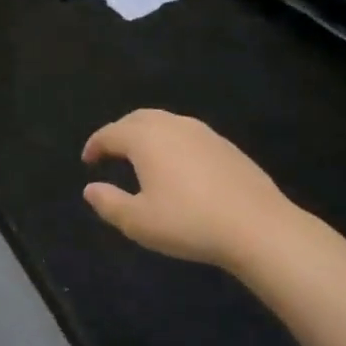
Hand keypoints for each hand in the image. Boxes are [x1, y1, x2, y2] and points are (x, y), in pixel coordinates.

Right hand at [81, 110, 294, 270]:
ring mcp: (203, 133)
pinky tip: (177, 166)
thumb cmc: (189, 223)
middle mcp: (173, 126)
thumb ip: (109, 203)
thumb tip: (90, 189)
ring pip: (165, 122)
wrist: (258, 227)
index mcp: (146, 139)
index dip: (95, 145)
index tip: (87, 161)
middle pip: (138, 119)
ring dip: (146, 134)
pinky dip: (171, 142)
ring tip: (141, 157)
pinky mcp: (226, 146)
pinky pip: (187, 134)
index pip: (111, 134)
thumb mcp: (138, 222)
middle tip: (110, 152)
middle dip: (119, 132)